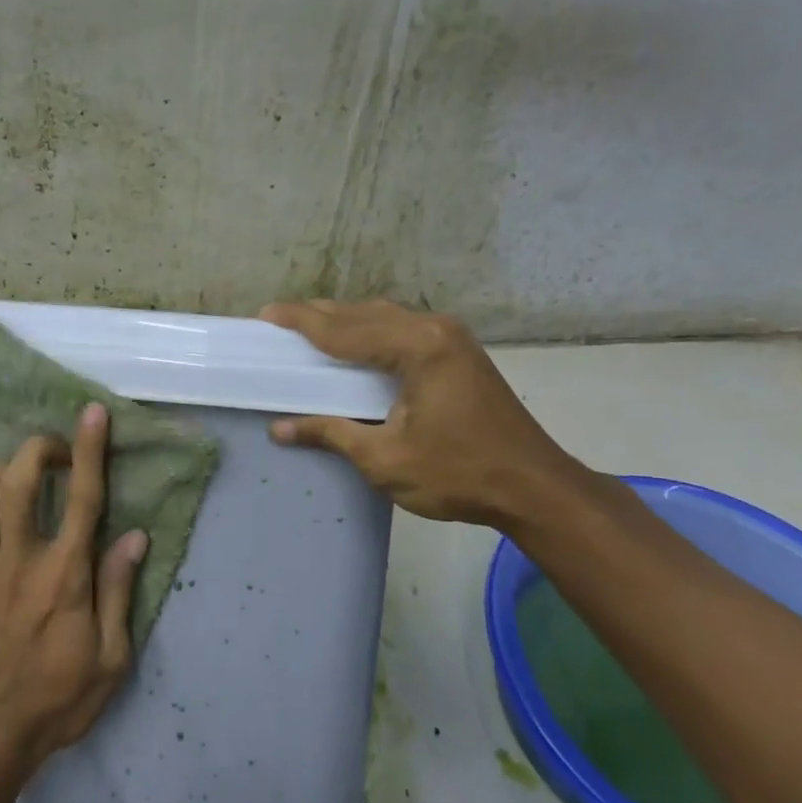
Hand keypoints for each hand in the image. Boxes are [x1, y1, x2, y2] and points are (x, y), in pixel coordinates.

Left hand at [0, 403, 149, 775]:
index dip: (89, 450)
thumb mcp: (111, 658)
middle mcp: (18, 559)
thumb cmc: (57, 699)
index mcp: (64, 576)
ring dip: (1, 472)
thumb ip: (119, 591)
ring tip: (17, 478)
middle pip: (20, 480)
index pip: (83, 498)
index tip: (92, 414)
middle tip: (56, 453)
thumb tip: (134, 536)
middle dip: (39, 450)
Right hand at [260, 299, 587, 527]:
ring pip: (386, 318)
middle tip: (281, 320)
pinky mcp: (460, 355)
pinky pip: (403, 330)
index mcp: (417, 347)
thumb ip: (331, 433)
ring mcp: (452, 340)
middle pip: (365, 313)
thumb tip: (280, 428)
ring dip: (347, 321)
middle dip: (320, 315)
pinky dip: (371, 332)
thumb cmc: (458, 473)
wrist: (535, 488)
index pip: (345, 329)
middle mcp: (435, 330)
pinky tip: (356, 346)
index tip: (266, 314)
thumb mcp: (384, 459)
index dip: (302, 322)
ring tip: (311, 329)